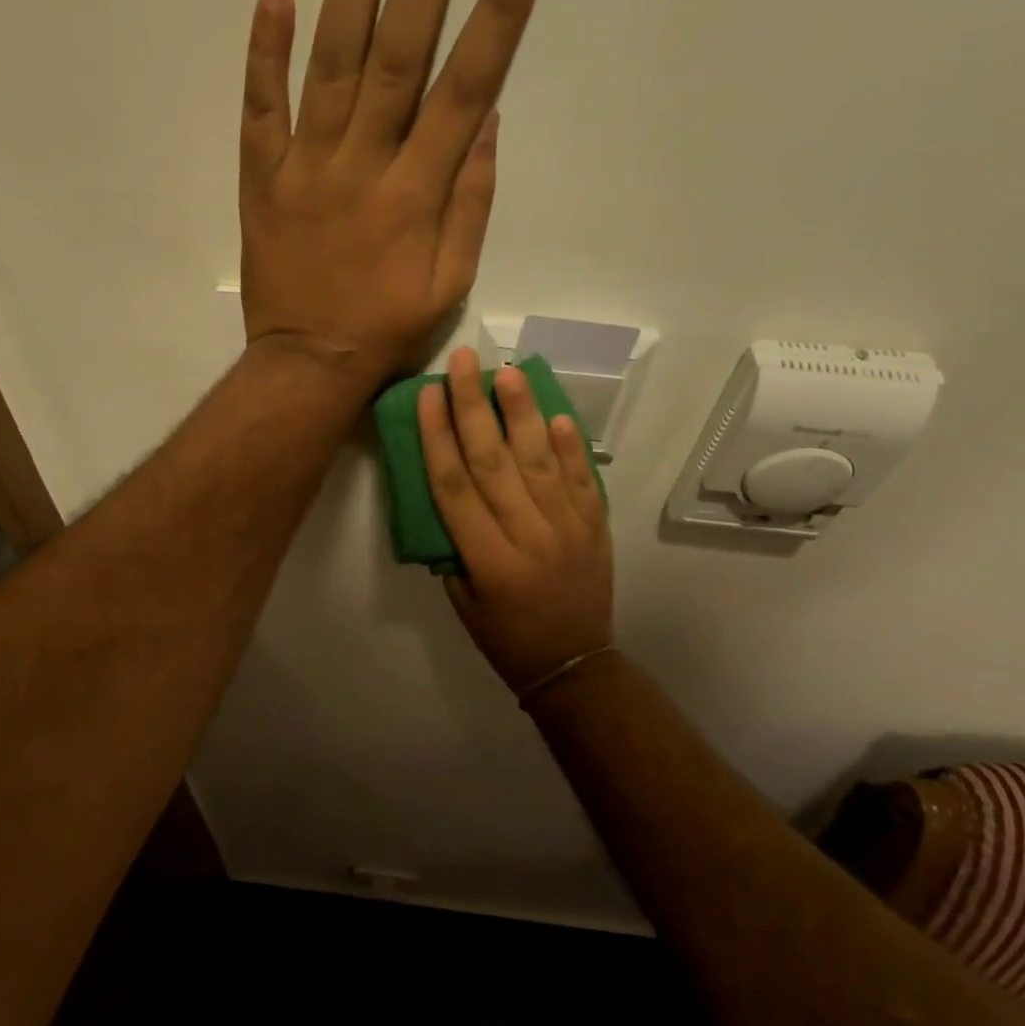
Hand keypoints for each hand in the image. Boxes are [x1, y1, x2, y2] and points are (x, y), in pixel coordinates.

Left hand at [239, 0, 545, 388]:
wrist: (309, 366)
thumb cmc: (387, 331)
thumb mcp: (450, 285)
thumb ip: (471, 205)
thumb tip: (484, 124)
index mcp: (418, 194)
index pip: (465, 89)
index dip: (497, 16)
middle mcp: (364, 166)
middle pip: (401, 55)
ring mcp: (307, 168)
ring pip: (332, 65)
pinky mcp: (263, 180)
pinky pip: (261, 110)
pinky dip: (265, 54)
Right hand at [420, 347, 613, 693]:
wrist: (574, 663)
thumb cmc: (506, 637)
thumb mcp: (462, 601)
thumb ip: (452, 546)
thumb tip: (447, 491)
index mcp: (488, 560)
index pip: (454, 486)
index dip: (438, 436)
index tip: (429, 394)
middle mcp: (527, 536)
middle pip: (494, 461)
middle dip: (474, 407)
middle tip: (465, 362)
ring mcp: (568, 529)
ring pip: (540, 461)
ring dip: (522, 413)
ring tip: (509, 372)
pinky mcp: (595, 527)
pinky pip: (583, 479)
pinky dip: (570, 446)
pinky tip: (556, 414)